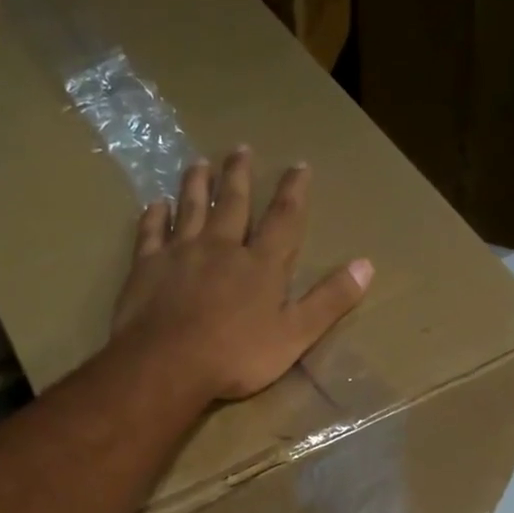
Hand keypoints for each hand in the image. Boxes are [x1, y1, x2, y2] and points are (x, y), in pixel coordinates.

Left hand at [112, 148, 373, 400]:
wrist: (168, 364)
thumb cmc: (237, 356)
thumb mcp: (296, 335)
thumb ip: (329, 300)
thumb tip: (366, 265)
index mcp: (260, 265)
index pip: (283, 220)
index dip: (293, 192)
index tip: (299, 165)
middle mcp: (221, 248)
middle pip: (233, 204)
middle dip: (239, 176)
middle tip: (240, 149)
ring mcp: (180, 254)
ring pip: (190, 209)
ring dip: (196, 185)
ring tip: (199, 163)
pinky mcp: (146, 267)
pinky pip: (151, 233)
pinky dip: (154, 216)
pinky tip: (155, 204)